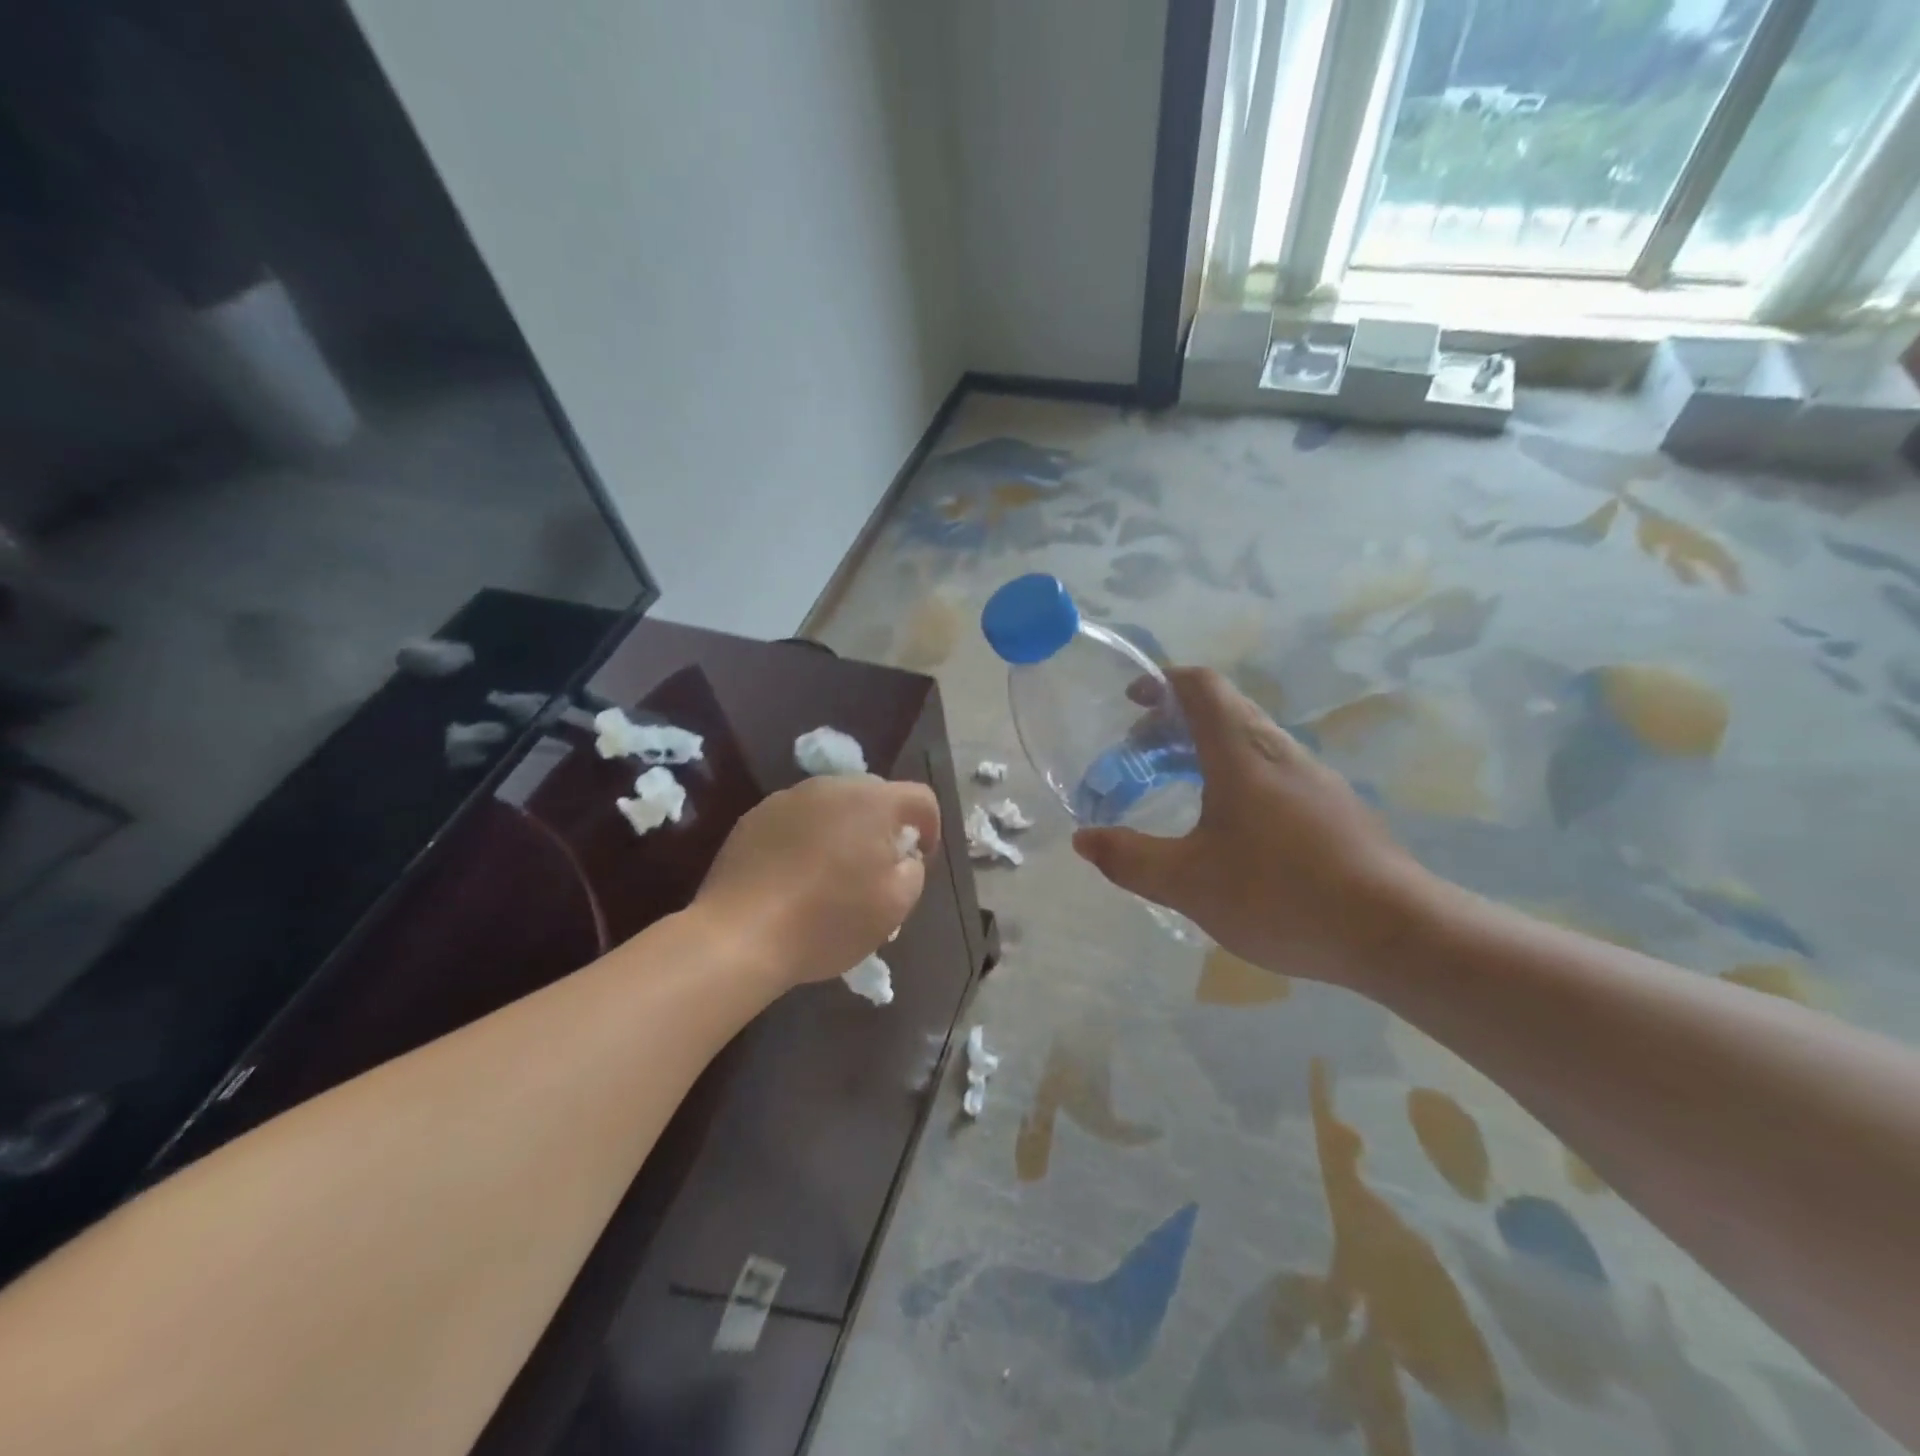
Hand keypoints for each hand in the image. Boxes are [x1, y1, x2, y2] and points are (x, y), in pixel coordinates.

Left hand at [697, 774, 939, 986]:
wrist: (740, 935)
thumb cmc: (828, 921)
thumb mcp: (894, 907)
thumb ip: (913, 871)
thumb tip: (902, 857)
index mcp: (872, 801)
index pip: (920, 798)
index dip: (930, 827)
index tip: (919, 861)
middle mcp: (831, 787)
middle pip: (874, 796)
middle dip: (884, 826)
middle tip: (879, 867)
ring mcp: (787, 798)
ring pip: (832, 805)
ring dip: (844, 830)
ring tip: (835, 872)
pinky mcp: (754, 817)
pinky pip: (797, 819)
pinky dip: (807, 838)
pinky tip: (796, 876)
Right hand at [1072, 667, 1438, 985]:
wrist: (1397, 932)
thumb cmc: (1282, 894)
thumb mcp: (1188, 882)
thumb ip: (1129, 859)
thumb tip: (1084, 840)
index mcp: (1241, 752)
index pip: (1199, 686)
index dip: (1161, 682)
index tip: (1130, 702)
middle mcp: (1279, 751)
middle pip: (1221, 709)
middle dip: (1172, 723)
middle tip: (1137, 758)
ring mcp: (1313, 778)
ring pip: (1247, 740)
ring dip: (1203, 750)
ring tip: (1173, 789)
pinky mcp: (1333, 807)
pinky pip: (1270, 770)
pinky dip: (1232, 776)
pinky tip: (1226, 827)